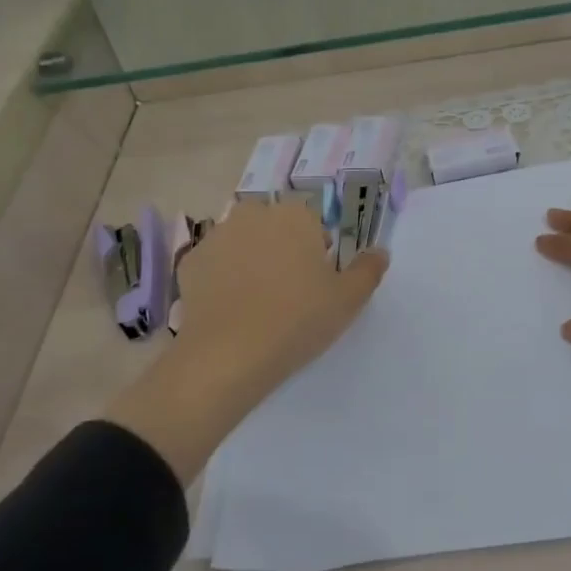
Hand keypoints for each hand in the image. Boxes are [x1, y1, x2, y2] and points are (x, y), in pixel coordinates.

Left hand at [104, 201, 386, 479]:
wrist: (227, 355)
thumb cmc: (297, 320)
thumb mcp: (348, 300)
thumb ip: (368, 270)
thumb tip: (380, 251)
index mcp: (294, 215)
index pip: (312, 223)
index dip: (317, 251)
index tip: (317, 283)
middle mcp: (253, 214)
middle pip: (275, 227)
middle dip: (282, 249)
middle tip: (289, 292)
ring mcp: (217, 236)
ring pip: (243, 243)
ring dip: (251, 260)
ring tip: (257, 303)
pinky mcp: (190, 262)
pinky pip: (215, 264)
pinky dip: (222, 278)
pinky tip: (230, 309)